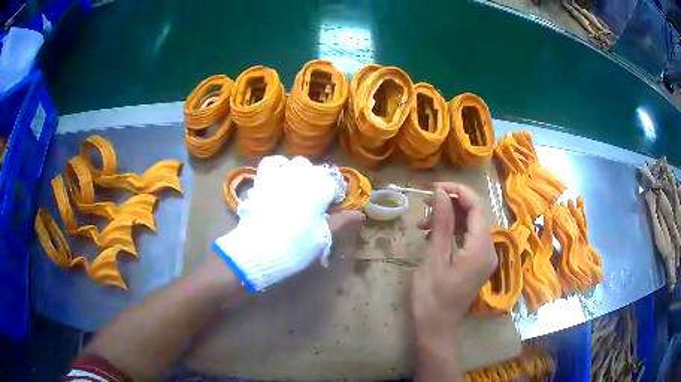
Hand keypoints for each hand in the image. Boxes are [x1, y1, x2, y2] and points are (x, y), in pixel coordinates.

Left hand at [213, 156, 351, 291]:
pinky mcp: (261, 179)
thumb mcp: (323, 237)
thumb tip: (359, 214)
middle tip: (314, 197)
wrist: (260, 248)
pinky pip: (270, 163)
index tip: (333, 206)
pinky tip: (278, 175)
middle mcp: (301, 175)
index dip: (334, 195)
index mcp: (320, 188)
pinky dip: (276, 166)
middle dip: (316, 181)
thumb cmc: (296, 245)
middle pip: (314, 170)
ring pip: (293, 163)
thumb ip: (340, 222)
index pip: (334, 184)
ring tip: (297, 185)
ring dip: (298, 172)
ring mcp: (280, 174)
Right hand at [411, 183, 496, 356]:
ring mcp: (484, 258)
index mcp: (481, 248)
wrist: (436, 328)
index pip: (476, 206)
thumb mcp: (434, 257)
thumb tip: (440, 192)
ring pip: (471, 225)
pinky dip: (452, 232)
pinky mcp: (477, 264)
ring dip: (449, 219)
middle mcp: (489, 250)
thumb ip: (441, 222)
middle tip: (424, 204)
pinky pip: (468, 239)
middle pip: (475, 214)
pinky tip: (432, 235)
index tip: (433, 187)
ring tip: (422, 223)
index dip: (456, 191)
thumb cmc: (431, 296)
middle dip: (451, 204)